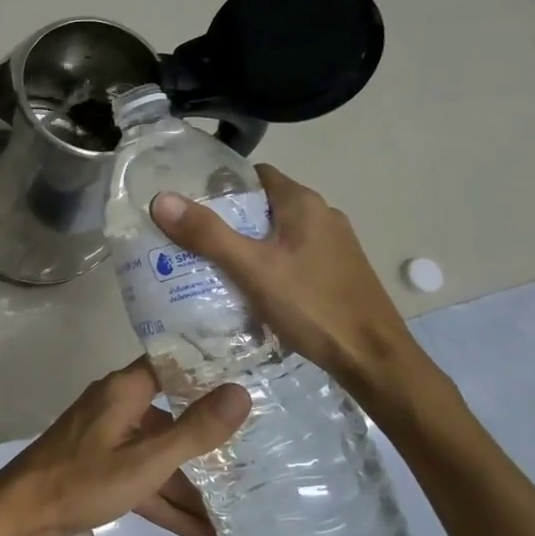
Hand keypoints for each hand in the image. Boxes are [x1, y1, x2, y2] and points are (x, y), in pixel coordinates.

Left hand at [0, 360, 248, 535]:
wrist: (23, 512)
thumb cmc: (84, 479)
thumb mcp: (146, 460)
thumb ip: (194, 430)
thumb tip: (240, 392)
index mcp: (125, 390)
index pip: (172, 365)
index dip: (208, 370)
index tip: (250, 379)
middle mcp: (117, 405)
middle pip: (171, 415)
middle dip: (208, 439)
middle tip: (256, 452)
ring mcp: (107, 437)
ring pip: (158, 454)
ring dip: (191, 483)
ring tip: (237, 506)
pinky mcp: (100, 466)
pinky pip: (142, 477)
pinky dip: (166, 500)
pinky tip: (203, 532)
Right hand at [151, 164, 423, 400]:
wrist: (373, 359)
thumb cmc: (312, 306)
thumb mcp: (252, 268)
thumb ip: (207, 234)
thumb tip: (161, 199)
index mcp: (303, 204)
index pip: (254, 176)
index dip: (220, 186)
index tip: (188, 206)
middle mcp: (322, 216)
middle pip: (262, 206)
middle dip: (226, 221)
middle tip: (188, 242)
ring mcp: (333, 246)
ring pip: (276, 235)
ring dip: (245, 246)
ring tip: (208, 267)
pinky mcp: (335, 273)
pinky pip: (290, 258)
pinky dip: (265, 266)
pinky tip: (247, 291)